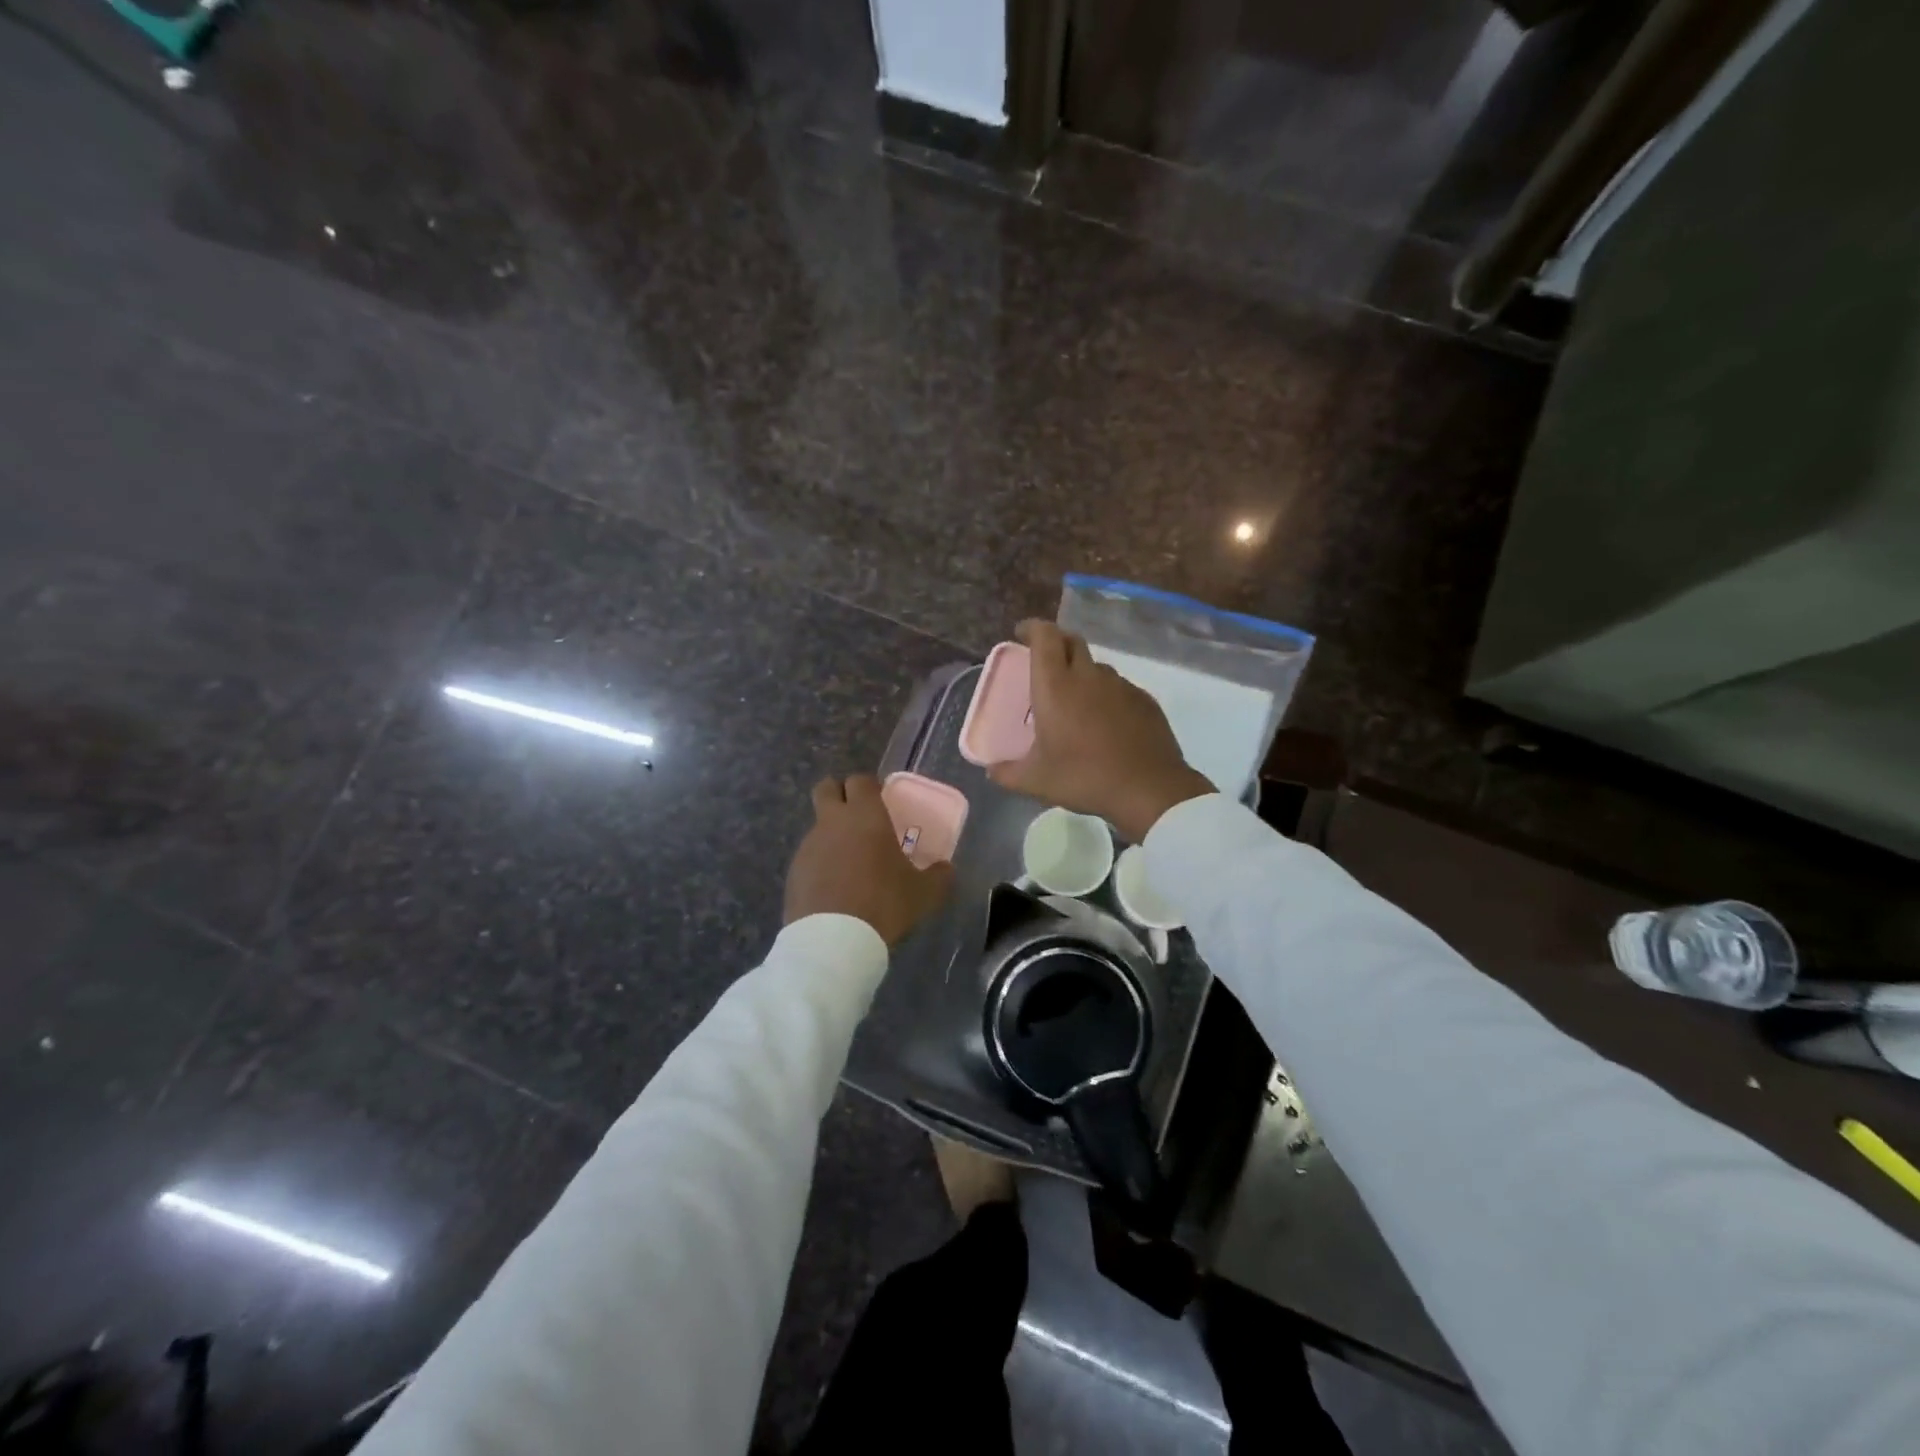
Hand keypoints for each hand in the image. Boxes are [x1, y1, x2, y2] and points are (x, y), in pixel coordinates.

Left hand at [784, 775, 954, 944]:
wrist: (834, 941)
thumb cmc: (884, 904)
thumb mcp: (925, 893)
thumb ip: (939, 876)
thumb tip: (946, 869)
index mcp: (865, 816)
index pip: (861, 780)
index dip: (870, 787)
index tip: (880, 801)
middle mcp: (833, 822)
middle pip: (827, 788)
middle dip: (839, 794)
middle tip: (857, 816)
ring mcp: (809, 845)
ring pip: (818, 825)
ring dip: (832, 834)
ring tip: (851, 864)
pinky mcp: (794, 871)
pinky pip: (810, 856)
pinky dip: (821, 863)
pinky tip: (835, 888)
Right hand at [989, 620, 1213, 841]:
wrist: (1148, 789)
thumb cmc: (1084, 778)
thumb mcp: (1037, 781)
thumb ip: (1008, 773)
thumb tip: (992, 770)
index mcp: (1056, 687)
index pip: (1045, 636)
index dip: (1032, 628)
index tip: (1022, 634)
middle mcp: (1088, 676)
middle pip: (1072, 641)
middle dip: (1056, 642)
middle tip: (1045, 661)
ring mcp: (1120, 686)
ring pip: (1096, 666)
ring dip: (1082, 672)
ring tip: (1075, 700)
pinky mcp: (1144, 700)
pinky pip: (1119, 687)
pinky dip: (1106, 695)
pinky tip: (1105, 722)